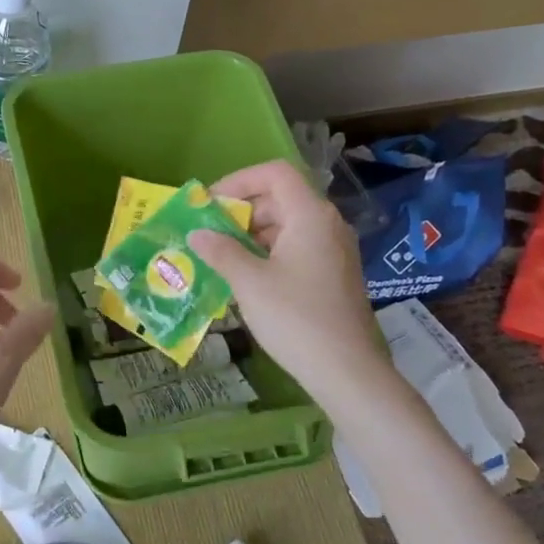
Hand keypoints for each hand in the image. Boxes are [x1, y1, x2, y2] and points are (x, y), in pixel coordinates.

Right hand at [187, 161, 385, 396]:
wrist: (347, 370)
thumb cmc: (296, 318)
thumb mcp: (249, 282)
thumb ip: (221, 251)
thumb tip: (196, 234)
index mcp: (310, 216)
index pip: (275, 173)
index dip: (238, 180)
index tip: (209, 203)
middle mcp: (327, 224)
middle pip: (280, 197)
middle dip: (241, 210)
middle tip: (208, 233)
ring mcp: (333, 250)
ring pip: (287, 225)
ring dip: (251, 234)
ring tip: (219, 256)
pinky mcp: (333, 274)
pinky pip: (296, 248)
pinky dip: (268, 252)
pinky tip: (245, 277)